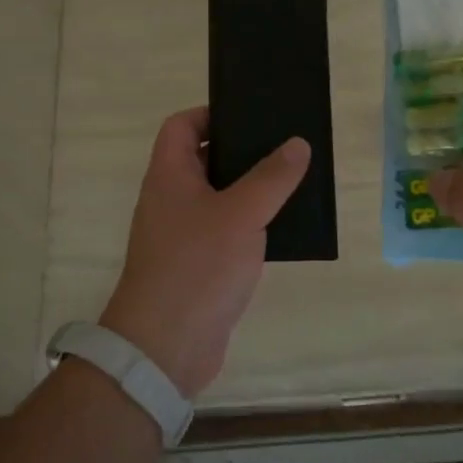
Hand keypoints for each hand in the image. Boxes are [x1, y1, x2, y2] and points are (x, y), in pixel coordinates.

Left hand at [99, 107, 309, 398]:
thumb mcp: (241, 214)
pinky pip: (226, 233)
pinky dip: (250, 226)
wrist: (165, 347)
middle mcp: (171, 200)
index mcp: (169, 176)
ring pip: (220, 199)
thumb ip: (272, 177)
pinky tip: (283, 229)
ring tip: (293, 183)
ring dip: (251, 191)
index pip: (181, 126)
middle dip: (242, 152)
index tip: (250, 117)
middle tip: (284, 147)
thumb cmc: (197, 267)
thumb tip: (297, 144)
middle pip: (204, 160)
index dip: (210, 114)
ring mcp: (183, 235)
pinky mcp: (198, 266)